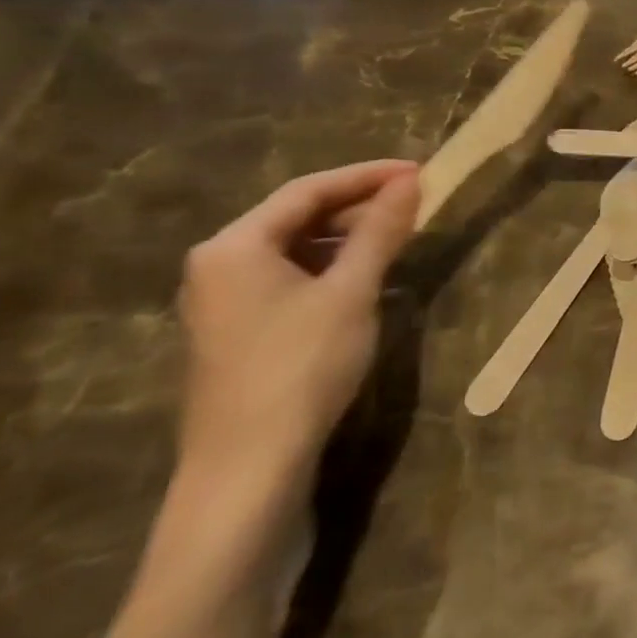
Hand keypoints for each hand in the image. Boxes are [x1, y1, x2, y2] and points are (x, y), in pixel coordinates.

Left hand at [177, 162, 419, 491]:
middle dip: (357, 207)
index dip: (367, 176)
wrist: (249, 466)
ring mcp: (222, 300)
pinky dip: (328, 268)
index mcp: (235, 245)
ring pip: (293, 249)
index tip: (418, 171)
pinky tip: (364, 278)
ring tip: (397, 236)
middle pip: (296, 217)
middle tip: (413, 203)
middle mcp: (218, 263)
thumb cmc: (301, 366)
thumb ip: (379, 232)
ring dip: (346, 238)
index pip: (308, 190)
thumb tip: (410, 182)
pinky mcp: (236, 330)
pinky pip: (287, 278)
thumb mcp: (350, 292)